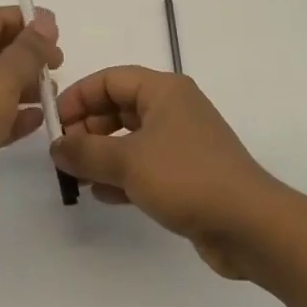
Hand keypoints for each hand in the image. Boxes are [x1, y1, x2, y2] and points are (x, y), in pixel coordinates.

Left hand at [0, 7, 61, 228]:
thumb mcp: (2, 76)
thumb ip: (29, 49)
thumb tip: (46, 20)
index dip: (27, 21)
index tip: (58, 33)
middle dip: (28, 56)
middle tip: (59, 66)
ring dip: (25, 86)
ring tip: (53, 95)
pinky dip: (14, 116)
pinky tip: (39, 121)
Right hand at [53, 68, 278, 278]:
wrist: (251, 226)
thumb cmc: (187, 178)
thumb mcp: (128, 161)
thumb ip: (85, 152)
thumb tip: (56, 147)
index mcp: (164, 90)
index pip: (110, 79)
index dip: (79, 97)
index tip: (55, 124)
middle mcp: (173, 109)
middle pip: (118, 108)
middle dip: (87, 129)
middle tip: (64, 155)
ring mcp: (182, 143)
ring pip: (129, 139)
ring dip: (101, 155)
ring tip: (76, 177)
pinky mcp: (187, 175)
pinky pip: (144, 165)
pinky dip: (121, 175)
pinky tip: (102, 195)